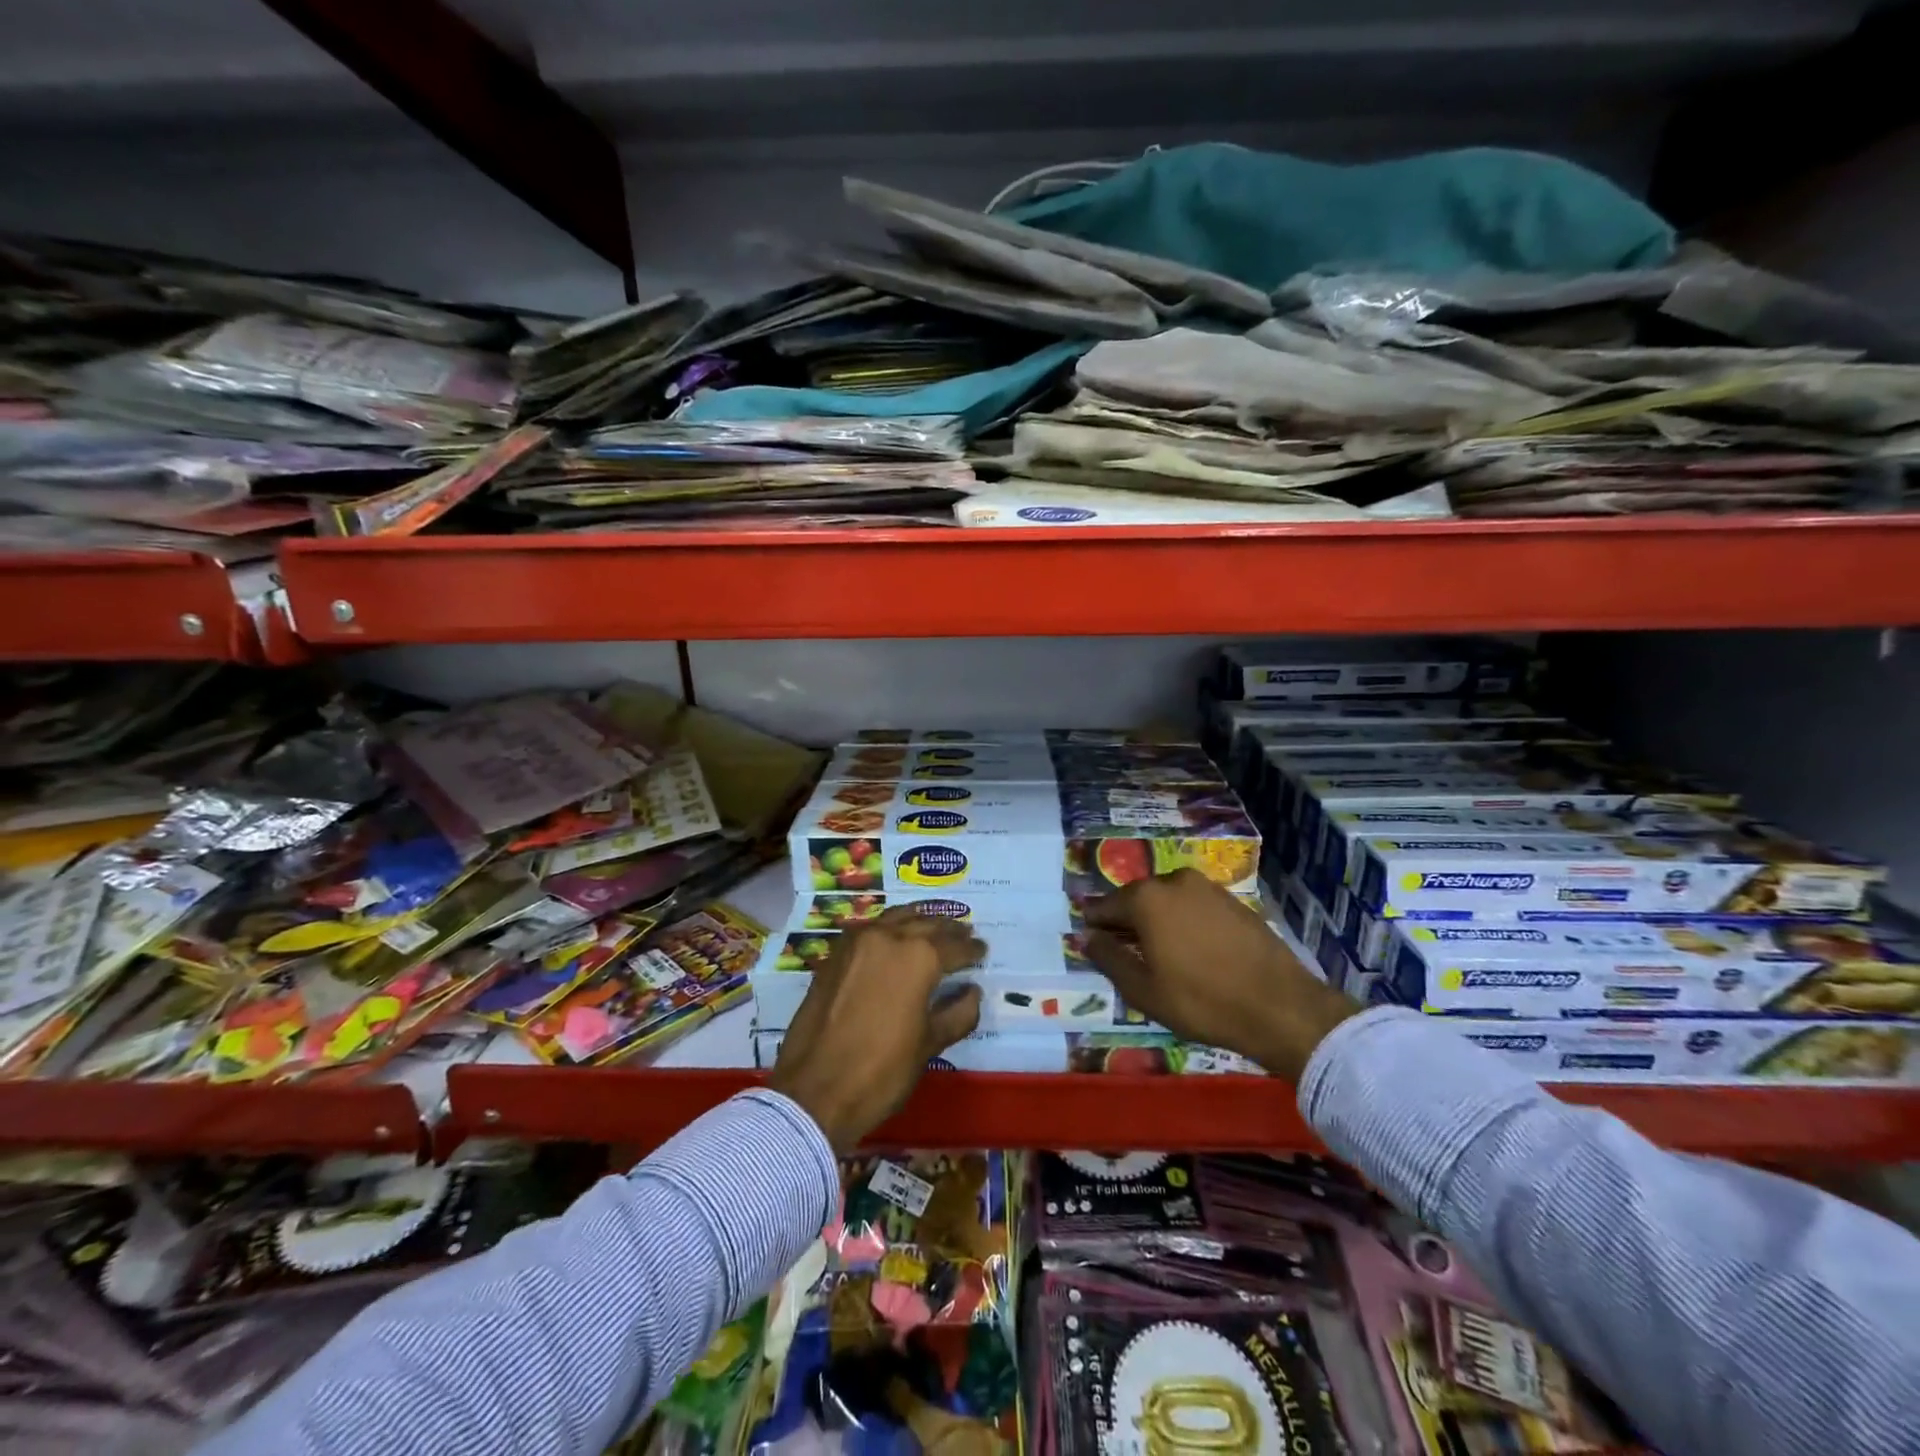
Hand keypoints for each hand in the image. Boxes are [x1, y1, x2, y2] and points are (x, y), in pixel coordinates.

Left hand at [767, 908, 985, 1151]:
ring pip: (897, 918)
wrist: (815, 1091)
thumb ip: (958, 1013)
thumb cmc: (881, 1071)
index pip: (954, 946)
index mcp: (918, 957)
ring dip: (919, 920)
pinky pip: (871, 929)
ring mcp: (857, 942)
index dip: (972, 949)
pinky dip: (890, 927)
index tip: (983, 949)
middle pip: (926, 925)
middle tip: (965, 933)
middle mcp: (889, 937)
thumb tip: (972, 991)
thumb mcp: (929, 1045)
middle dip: (949, 930)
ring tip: (935, 927)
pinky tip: (897, 936)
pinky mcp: (835, 954)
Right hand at [1080, 868, 1359, 1081]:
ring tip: (1160, 956)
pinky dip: (1184, 922)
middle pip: (1136, 899)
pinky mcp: (1232, 899)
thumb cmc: (1201, 1001)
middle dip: (1127, 923)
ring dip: (1157, 922)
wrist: (1280, 1006)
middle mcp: (1173, 880)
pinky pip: (1193, 906)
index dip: (1095, 927)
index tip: (1094, 947)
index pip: (1105, 906)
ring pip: (1166, 901)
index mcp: (1146, 898)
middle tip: (1126, 956)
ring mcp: (1207, 887)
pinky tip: (1191, 951)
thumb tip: (1085, 936)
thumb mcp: (1143, 989)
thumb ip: (1108, 958)